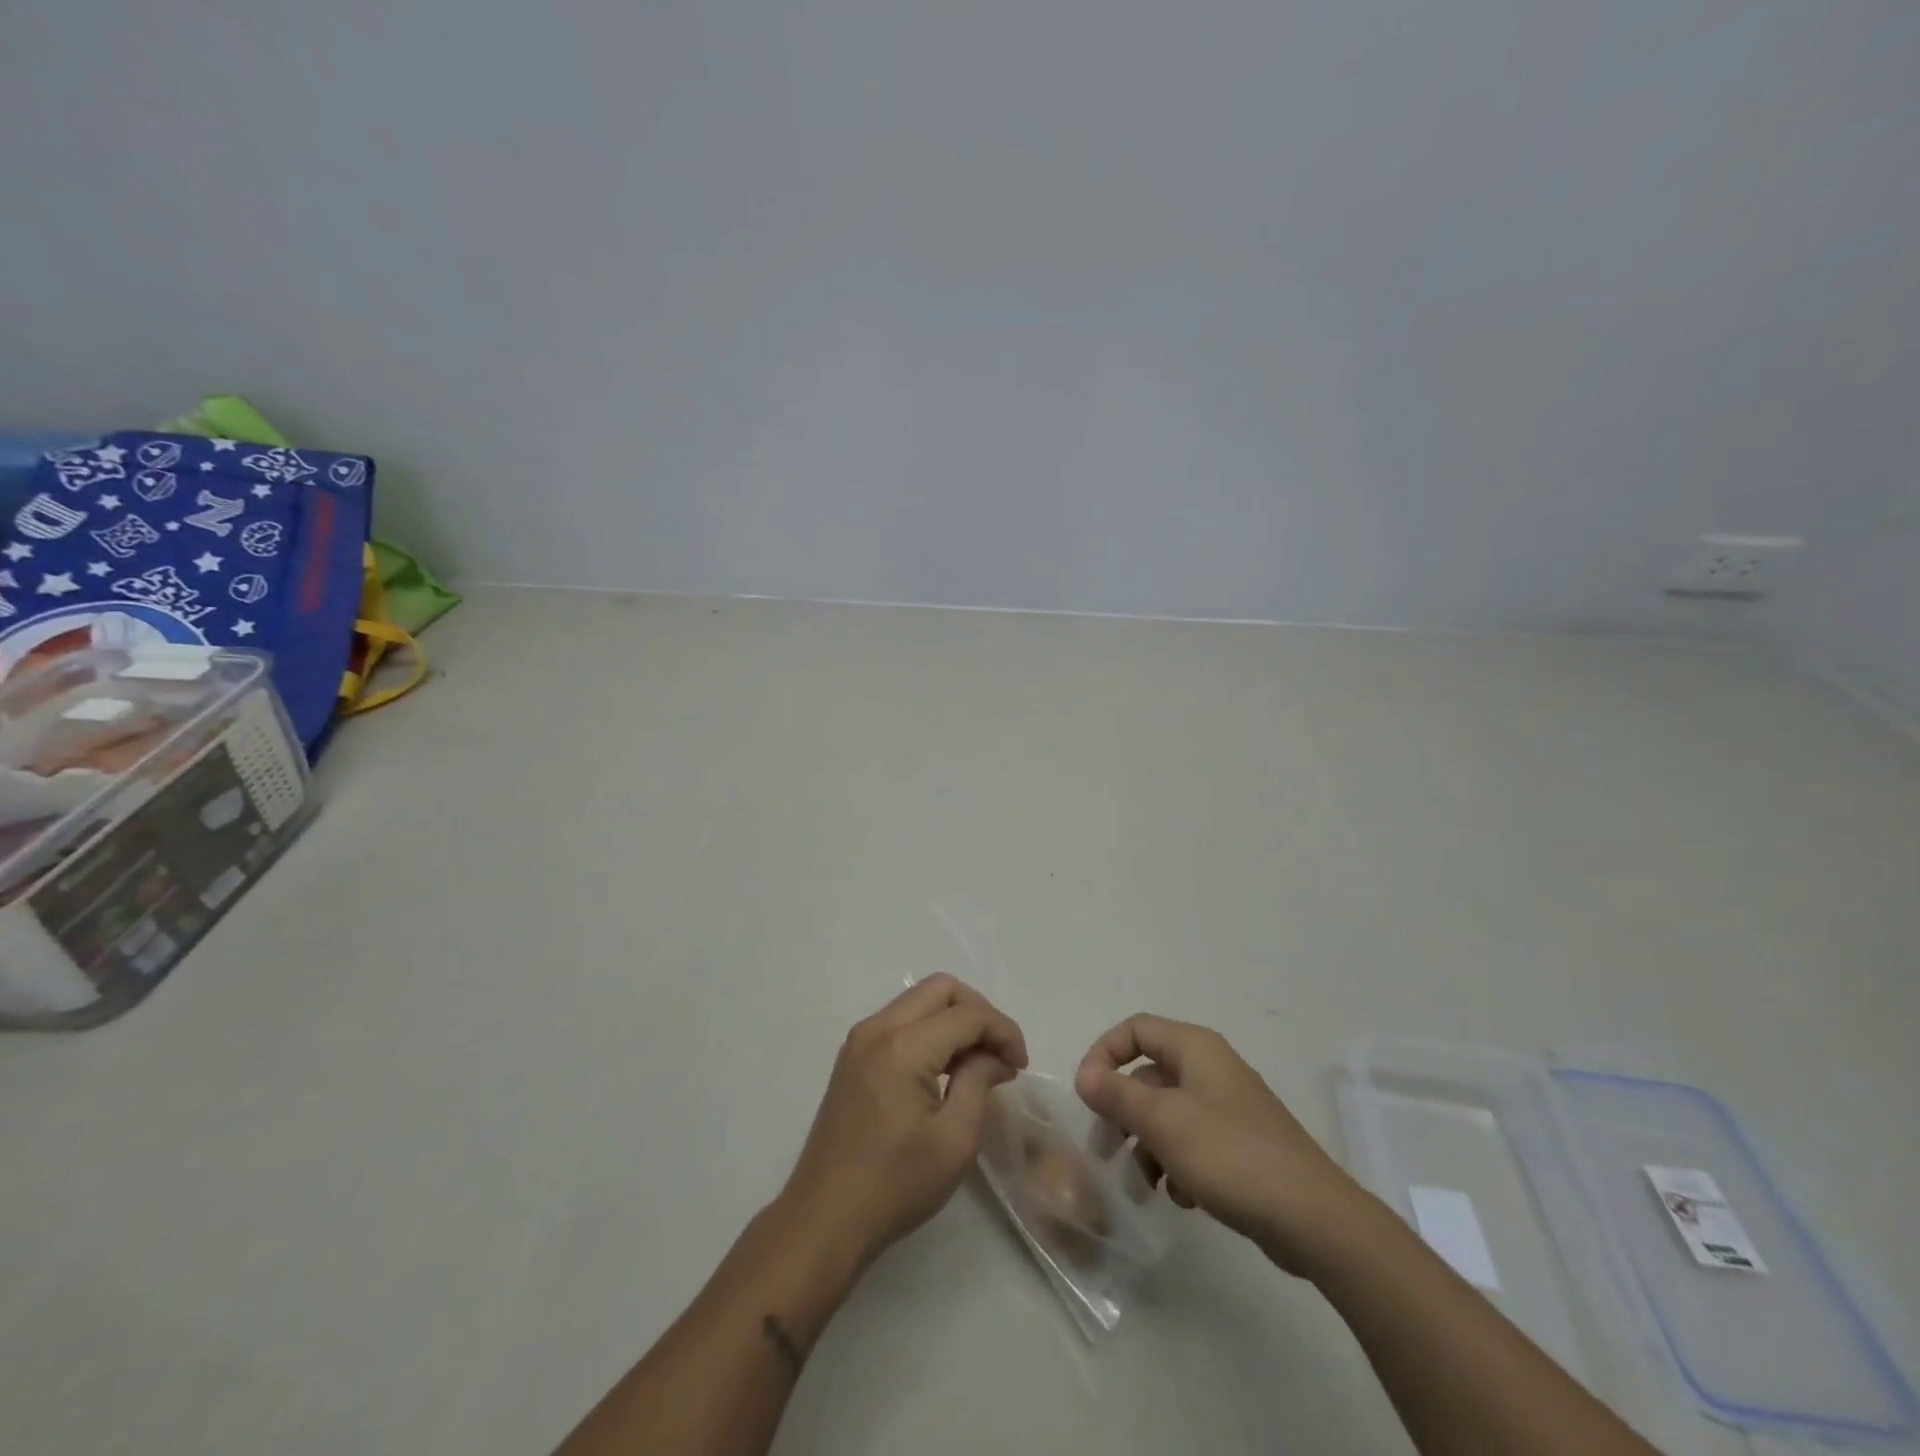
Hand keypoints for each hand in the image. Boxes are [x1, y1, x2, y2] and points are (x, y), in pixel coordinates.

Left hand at [780, 975, 1027, 1270]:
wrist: (824, 1219)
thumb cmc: (895, 1186)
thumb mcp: (955, 1140)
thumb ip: (979, 1082)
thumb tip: (995, 1056)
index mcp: (903, 1047)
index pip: (967, 1014)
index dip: (1003, 1031)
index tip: (1021, 1065)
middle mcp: (878, 1028)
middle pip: (941, 989)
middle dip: (979, 1012)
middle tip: (1001, 1053)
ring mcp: (860, 1040)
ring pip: (919, 1001)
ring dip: (954, 1020)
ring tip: (979, 1064)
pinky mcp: (853, 1056)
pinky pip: (901, 1021)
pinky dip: (931, 1031)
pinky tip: (947, 1069)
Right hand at [1074, 1013, 1368, 1273]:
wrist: (1314, 1218)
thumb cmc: (1231, 1156)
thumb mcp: (1163, 1123)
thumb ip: (1118, 1095)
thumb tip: (1084, 1074)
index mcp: (1195, 1048)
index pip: (1135, 1029)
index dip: (1104, 1053)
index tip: (1087, 1094)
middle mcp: (1211, 1068)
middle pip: (1148, 1074)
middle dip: (1121, 1111)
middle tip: (1104, 1151)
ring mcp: (1228, 1106)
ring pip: (1167, 1113)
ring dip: (1145, 1146)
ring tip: (1141, 1187)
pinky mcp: (1241, 1143)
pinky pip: (1193, 1141)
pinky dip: (1177, 1164)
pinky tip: (1182, 1197)